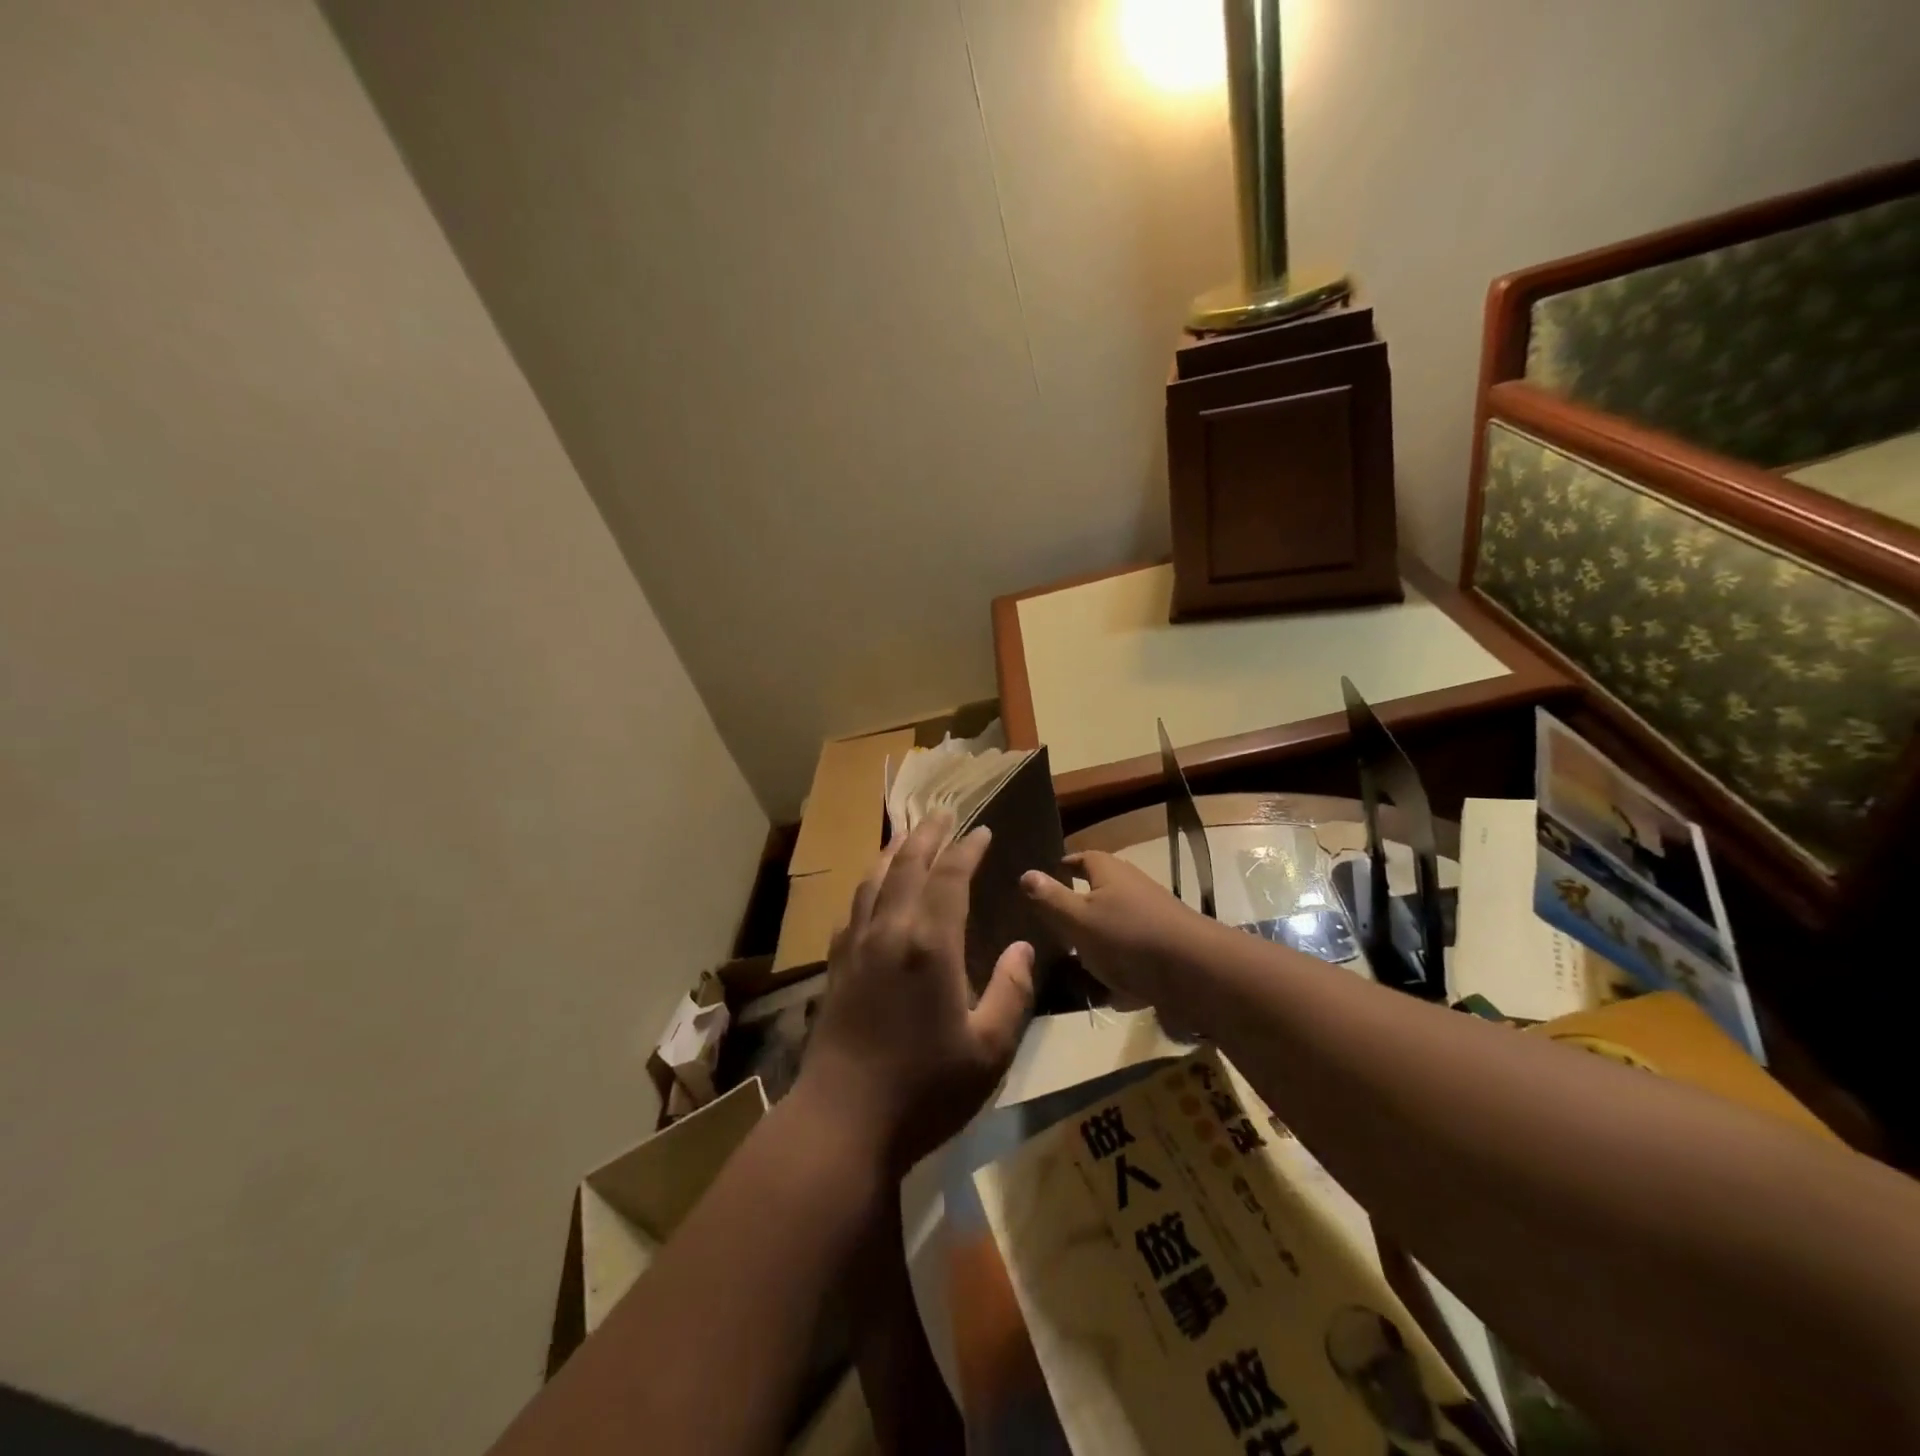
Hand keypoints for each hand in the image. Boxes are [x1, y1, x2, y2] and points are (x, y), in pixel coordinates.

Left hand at [799, 812, 1035, 1174]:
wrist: (843, 1122)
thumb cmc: (925, 1089)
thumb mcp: (989, 1050)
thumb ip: (1011, 991)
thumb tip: (1024, 947)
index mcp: (929, 944)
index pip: (950, 877)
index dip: (967, 849)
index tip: (982, 831)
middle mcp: (889, 931)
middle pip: (907, 865)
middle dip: (927, 835)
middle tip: (942, 813)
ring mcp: (856, 947)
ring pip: (873, 881)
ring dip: (894, 852)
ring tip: (908, 837)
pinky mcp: (835, 967)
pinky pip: (853, 909)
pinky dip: (869, 887)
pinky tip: (873, 893)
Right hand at [1021, 851, 1212, 1010]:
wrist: (1196, 973)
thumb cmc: (1128, 937)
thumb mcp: (1078, 918)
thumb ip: (1049, 898)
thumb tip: (1025, 873)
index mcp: (1108, 872)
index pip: (1080, 858)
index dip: (1062, 867)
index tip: (1043, 881)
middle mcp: (1131, 888)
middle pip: (1097, 894)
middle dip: (1076, 912)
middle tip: (1050, 931)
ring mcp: (1151, 918)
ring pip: (1114, 929)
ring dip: (1097, 947)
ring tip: (1073, 968)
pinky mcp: (1164, 949)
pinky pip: (1134, 958)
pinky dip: (1122, 973)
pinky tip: (1111, 994)